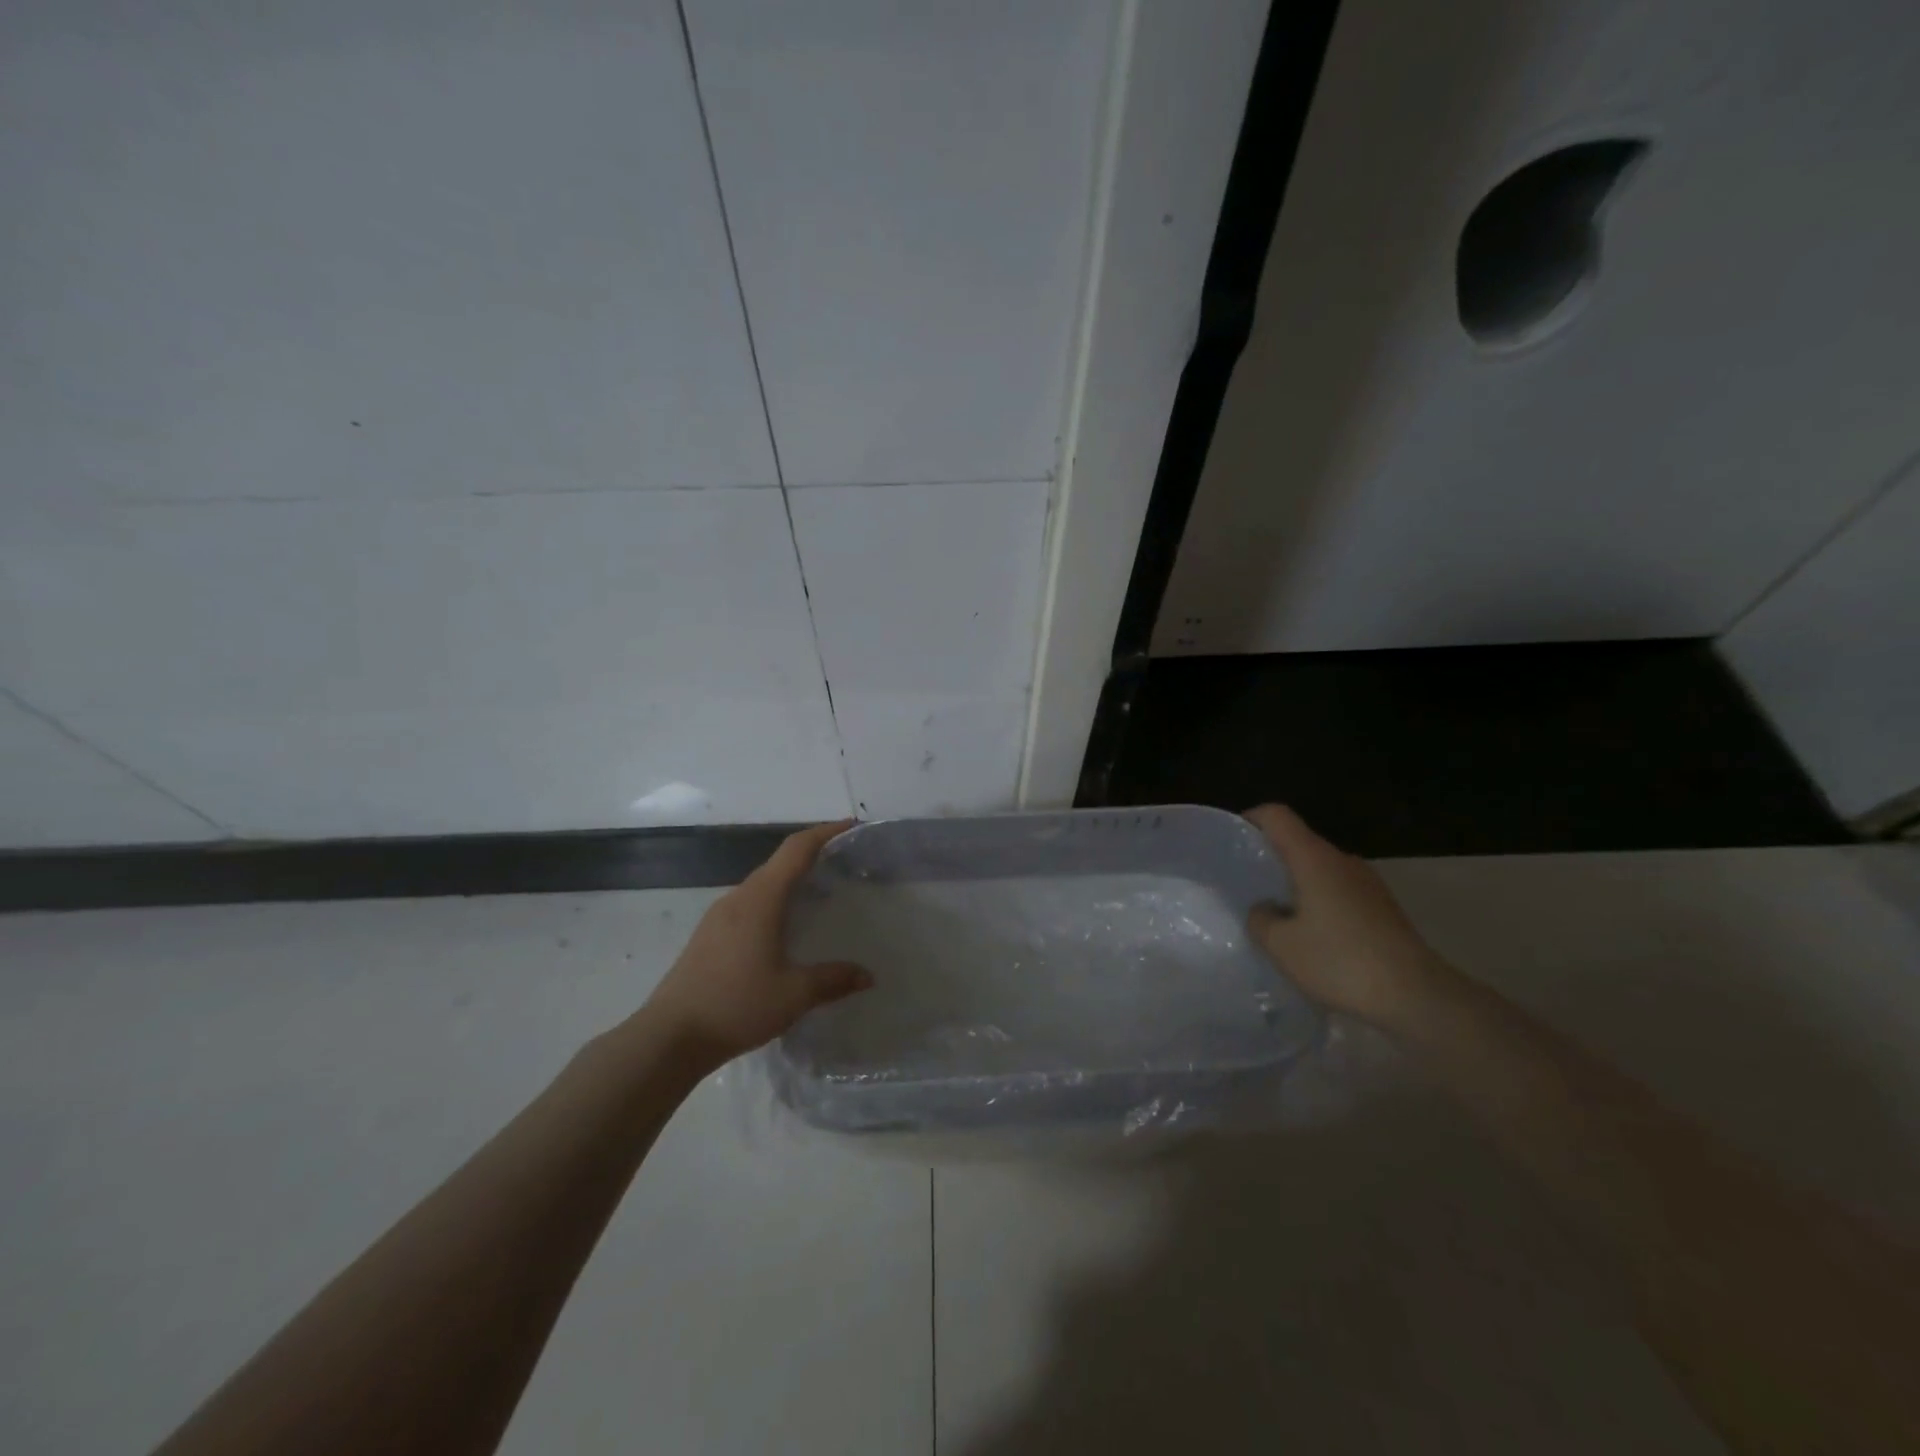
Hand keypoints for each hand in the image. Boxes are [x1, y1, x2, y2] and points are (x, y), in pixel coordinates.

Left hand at [640, 821, 872, 1070]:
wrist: (670, 1037)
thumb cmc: (736, 1006)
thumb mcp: (793, 994)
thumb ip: (833, 980)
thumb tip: (868, 976)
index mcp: (761, 899)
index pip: (796, 850)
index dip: (825, 832)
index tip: (851, 825)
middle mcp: (739, 898)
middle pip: (779, 863)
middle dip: (812, 855)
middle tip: (844, 864)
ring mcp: (719, 916)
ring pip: (763, 884)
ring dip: (791, 881)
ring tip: (820, 895)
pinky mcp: (709, 935)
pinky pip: (750, 903)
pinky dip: (775, 901)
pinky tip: (785, 928)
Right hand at [1244, 804, 1445, 1025]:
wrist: (1418, 997)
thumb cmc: (1341, 961)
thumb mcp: (1281, 945)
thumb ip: (1260, 918)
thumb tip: (1265, 909)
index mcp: (1314, 858)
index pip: (1277, 816)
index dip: (1251, 819)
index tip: (1232, 841)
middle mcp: (1343, 861)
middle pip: (1299, 843)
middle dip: (1271, 860)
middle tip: (1247, 888)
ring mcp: (1369, 884)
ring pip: (1320, 871)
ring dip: (1296, 886)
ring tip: (1277, 919)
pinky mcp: (1384, 909)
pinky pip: (1340, 893)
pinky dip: (1320, 905)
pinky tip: (1313, 940)